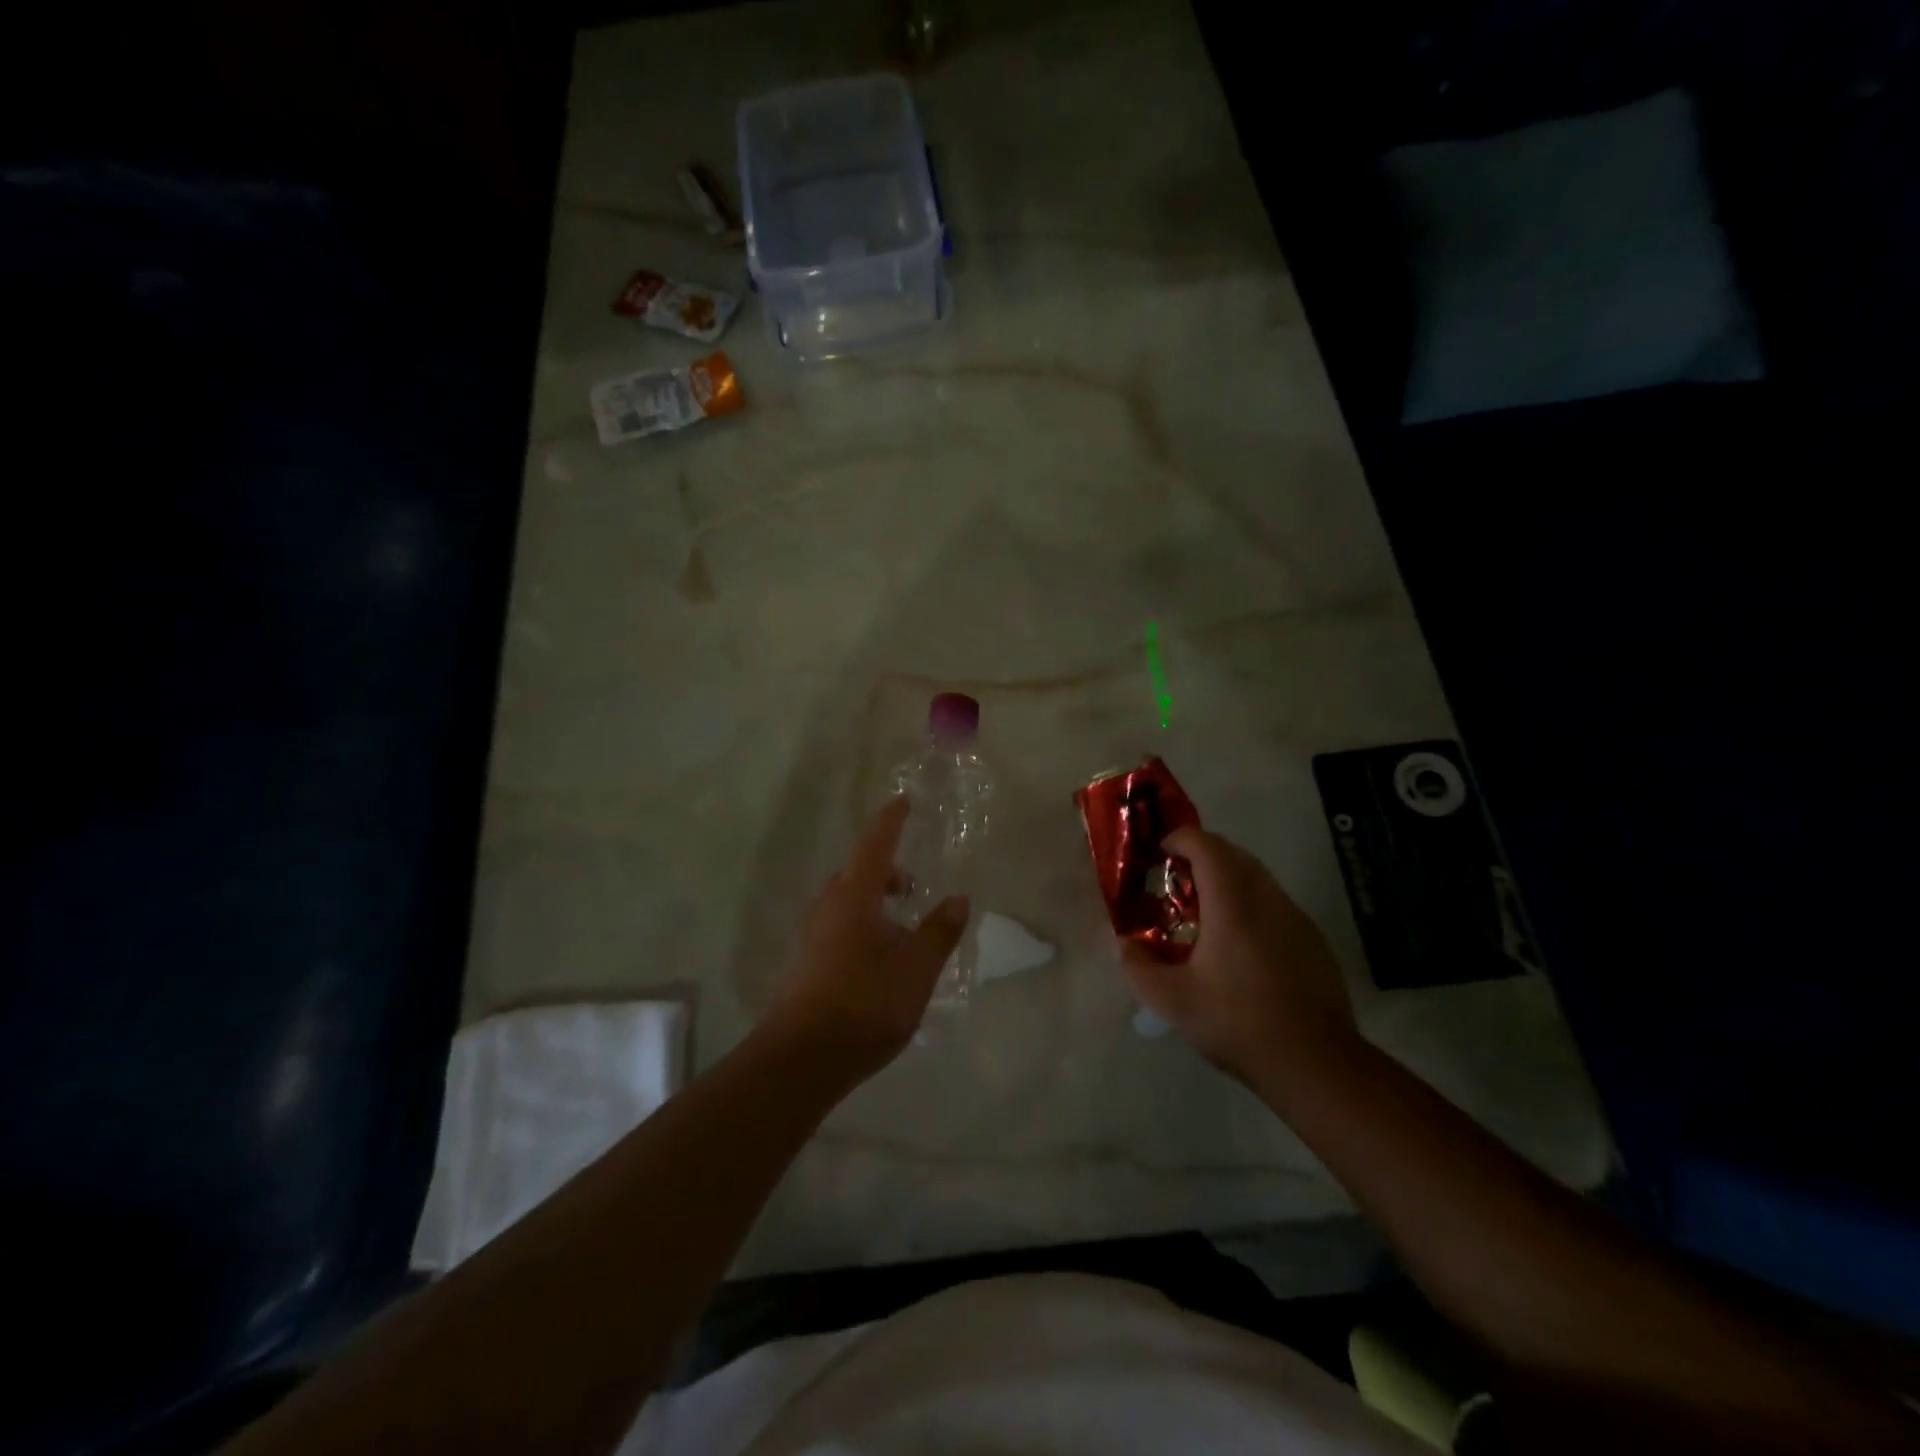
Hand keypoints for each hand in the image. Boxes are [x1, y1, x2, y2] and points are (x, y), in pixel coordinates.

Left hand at [762, 798, 968, 1080]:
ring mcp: (811, 935)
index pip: (875, 844)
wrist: (799, 1060)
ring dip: (874, 902)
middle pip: (858, 873)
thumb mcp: (915, 969)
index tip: (904, 802)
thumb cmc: (864, 1004)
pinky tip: (881, 959)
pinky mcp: (804, 963)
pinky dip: (863, 926)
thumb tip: (958, 899)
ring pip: (847, 902)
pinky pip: (838, 927)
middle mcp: (827, 906)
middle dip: (887, 870)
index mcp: (853, 896)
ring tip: (904, 927)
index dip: (891, 821)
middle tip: (914, 886)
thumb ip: (939, 932)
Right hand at [1121, 826, 1357, 1086]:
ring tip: (1202, 916)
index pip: (1206, 845)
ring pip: (1256, 877)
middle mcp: (1267, 898)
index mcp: (1232, 903)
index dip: (1178, 840)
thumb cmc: (1239, 1022)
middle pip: (1233, 854)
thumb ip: (1138, 967)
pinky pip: (1274, 904)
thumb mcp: (1173, 1001)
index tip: (1157, 856)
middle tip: (1173, 884)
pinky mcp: (1312, 939)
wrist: (1316, 1063)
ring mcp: (1295, 917)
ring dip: (1226, 880)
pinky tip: (1238, 947)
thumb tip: (1123, 945)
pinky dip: (1249, 905)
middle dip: (1200, 856)